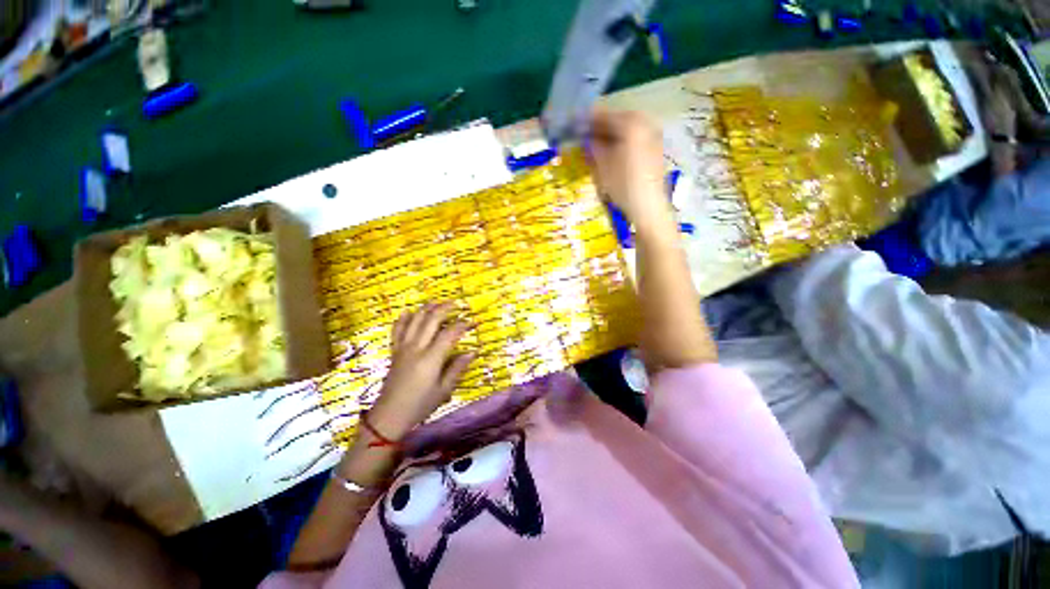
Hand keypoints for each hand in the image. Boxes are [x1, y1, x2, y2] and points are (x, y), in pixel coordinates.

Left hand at [368, 303, 473, 438]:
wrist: (389, 415)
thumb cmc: (420, 405)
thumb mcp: (444, 390)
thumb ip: (457, 368)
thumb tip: (473, 352)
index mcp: (430, 359)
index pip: (449, 333)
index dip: (462, 325)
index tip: (473, 322)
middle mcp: (416, 348)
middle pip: (431, 320)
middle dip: (445, 308)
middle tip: (457, 303)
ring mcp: (403, 347)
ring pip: (414, 320)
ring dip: (427, 308)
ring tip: (438, 302)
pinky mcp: (395, 351)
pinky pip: (397, 330)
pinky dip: (403, 318)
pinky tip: (409, 312)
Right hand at [587, 110, 672, 230]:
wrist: (648, 206)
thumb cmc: (623, 184)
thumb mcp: (602, 165)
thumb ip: (593, 146)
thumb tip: (586, 137)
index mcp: (630, 123)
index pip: (603, 116)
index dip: (586, 121)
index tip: (573, 126)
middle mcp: (645, 123)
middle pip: (617, 119)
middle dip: (600, 127)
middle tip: (584, 137)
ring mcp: (653, 134)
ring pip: (626, 128)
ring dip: (611, 135)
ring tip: (597, 146)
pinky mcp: (656, 147)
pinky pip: (635, 137)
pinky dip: (622, 141)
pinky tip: (613, 152)